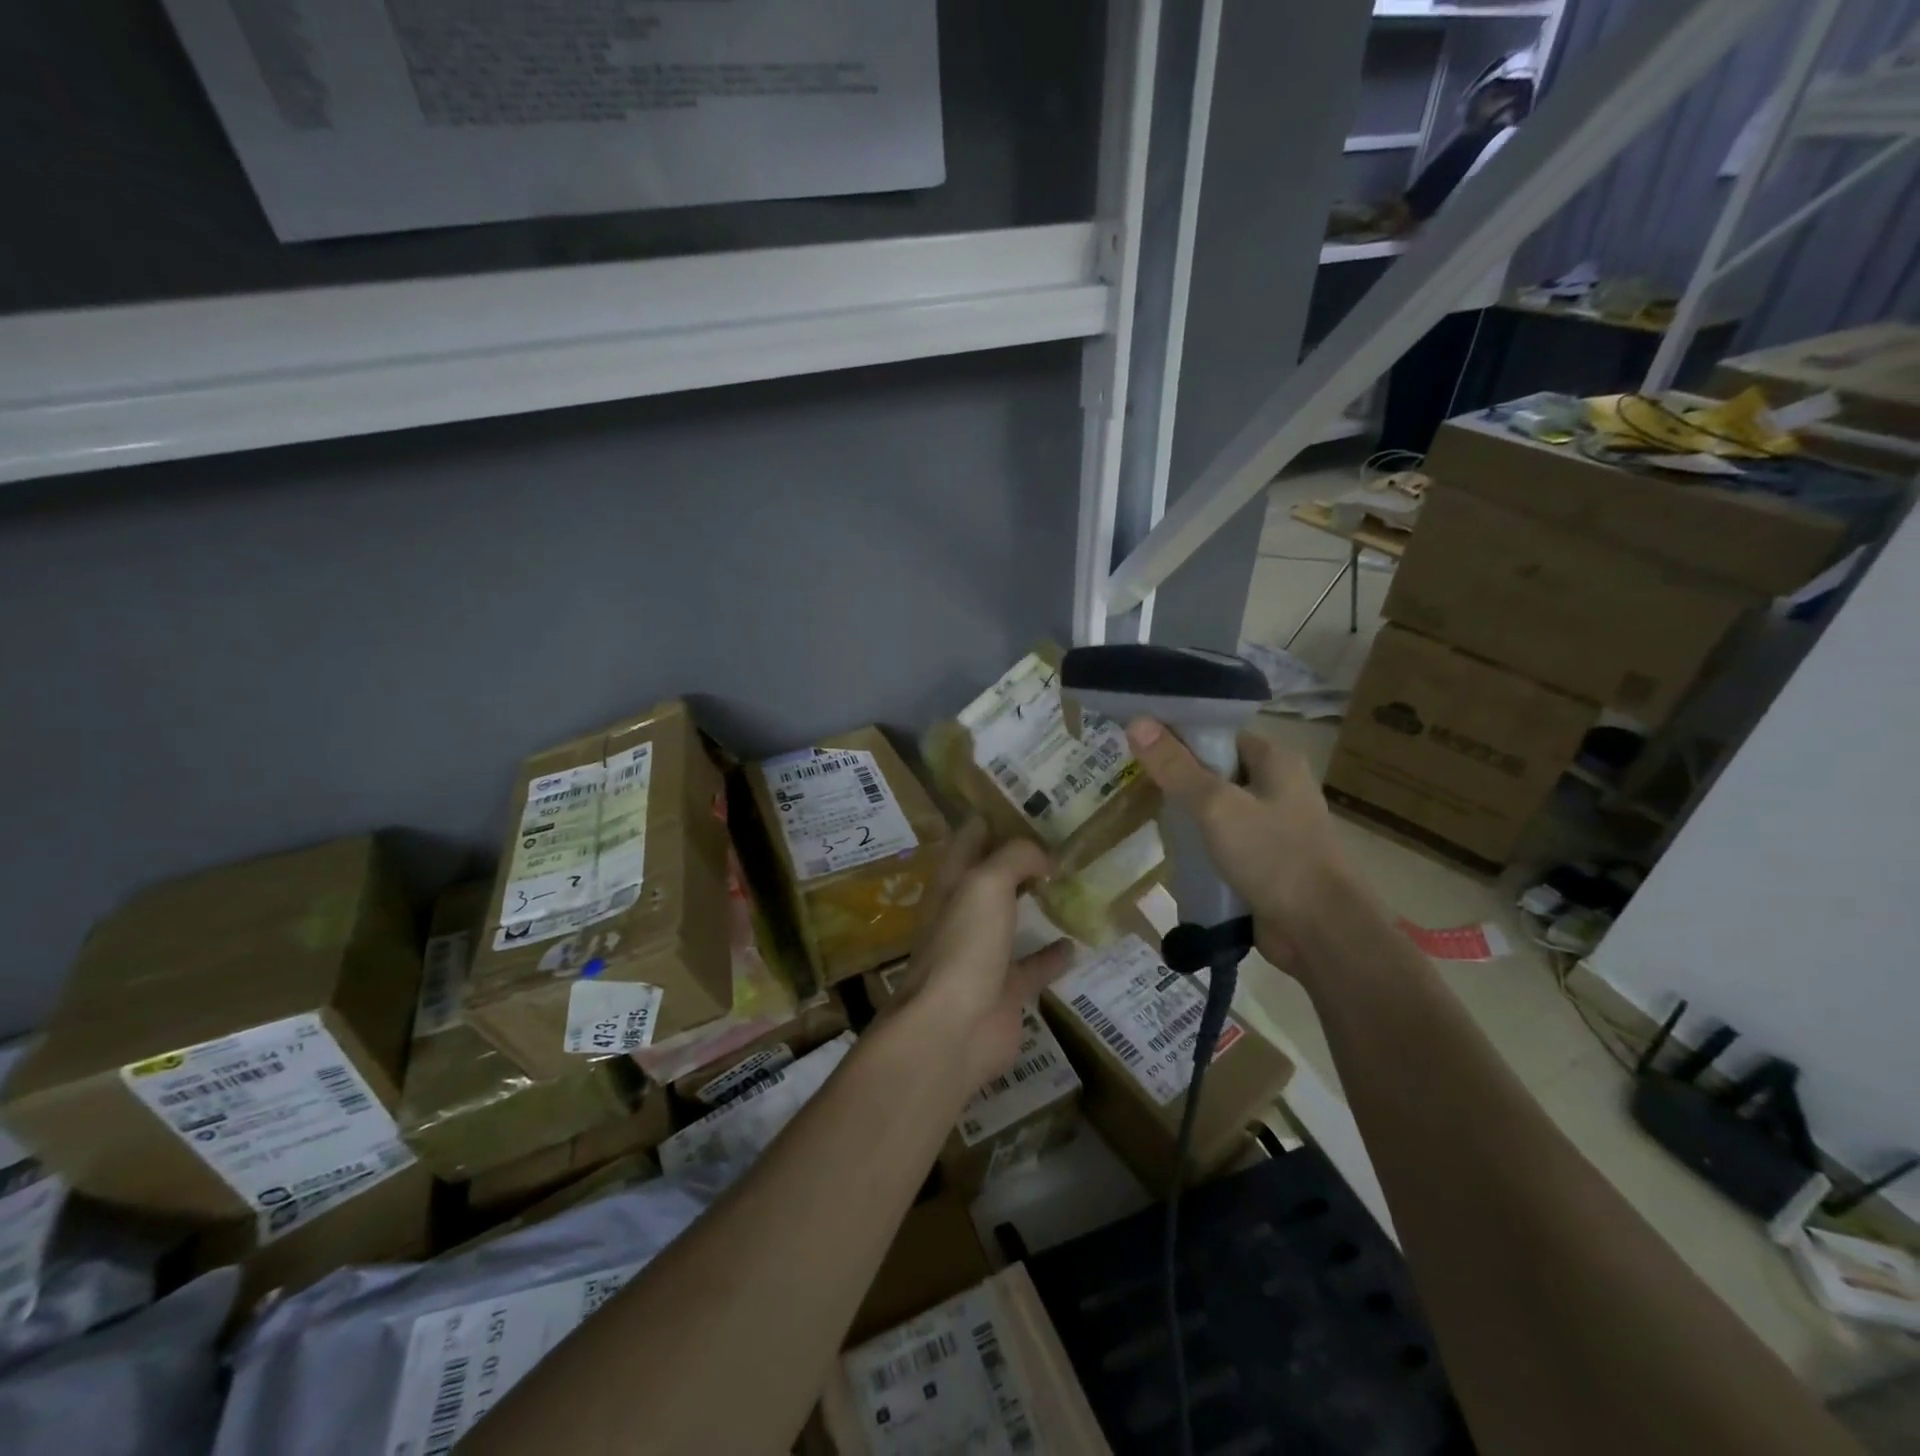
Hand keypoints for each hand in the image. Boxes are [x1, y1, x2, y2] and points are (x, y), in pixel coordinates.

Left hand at [891, 819, 1071, 1091]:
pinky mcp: (1005, 989)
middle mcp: (963, 913)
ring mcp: (982, 953)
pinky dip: (1052, 955)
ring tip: (1071, 884)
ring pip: (1011, 919)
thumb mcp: (986, 883)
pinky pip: (1032, 965)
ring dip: (1034, 904)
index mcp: (951, 883)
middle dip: (1019, 859)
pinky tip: (1076, 944)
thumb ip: (1015, 857)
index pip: (970, 838)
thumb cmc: (964, 944)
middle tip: (1061, 841)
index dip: (994, 818)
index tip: (1029, 804)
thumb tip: (1043, 858)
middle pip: (992, 876)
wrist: (953, 1028)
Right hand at [1124, 719, 1360, 976]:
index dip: (1177, 734)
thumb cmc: (1274, 857)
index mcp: (1275, 760)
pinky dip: (1198, 841)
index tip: (1135, 742)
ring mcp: (1271, 824)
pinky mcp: (1264, 858)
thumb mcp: (1216, 806)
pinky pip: (1222, 839)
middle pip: (1214, 769)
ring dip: (1184, 811)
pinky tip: (1168, 846)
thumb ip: (1175, 766)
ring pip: (1216, 806)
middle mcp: (1276, 785)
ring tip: (1140, 809)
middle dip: (1175, 775)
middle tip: (1128, 776)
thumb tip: (1136, 721)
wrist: (1321, 932)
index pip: (1217, 733)